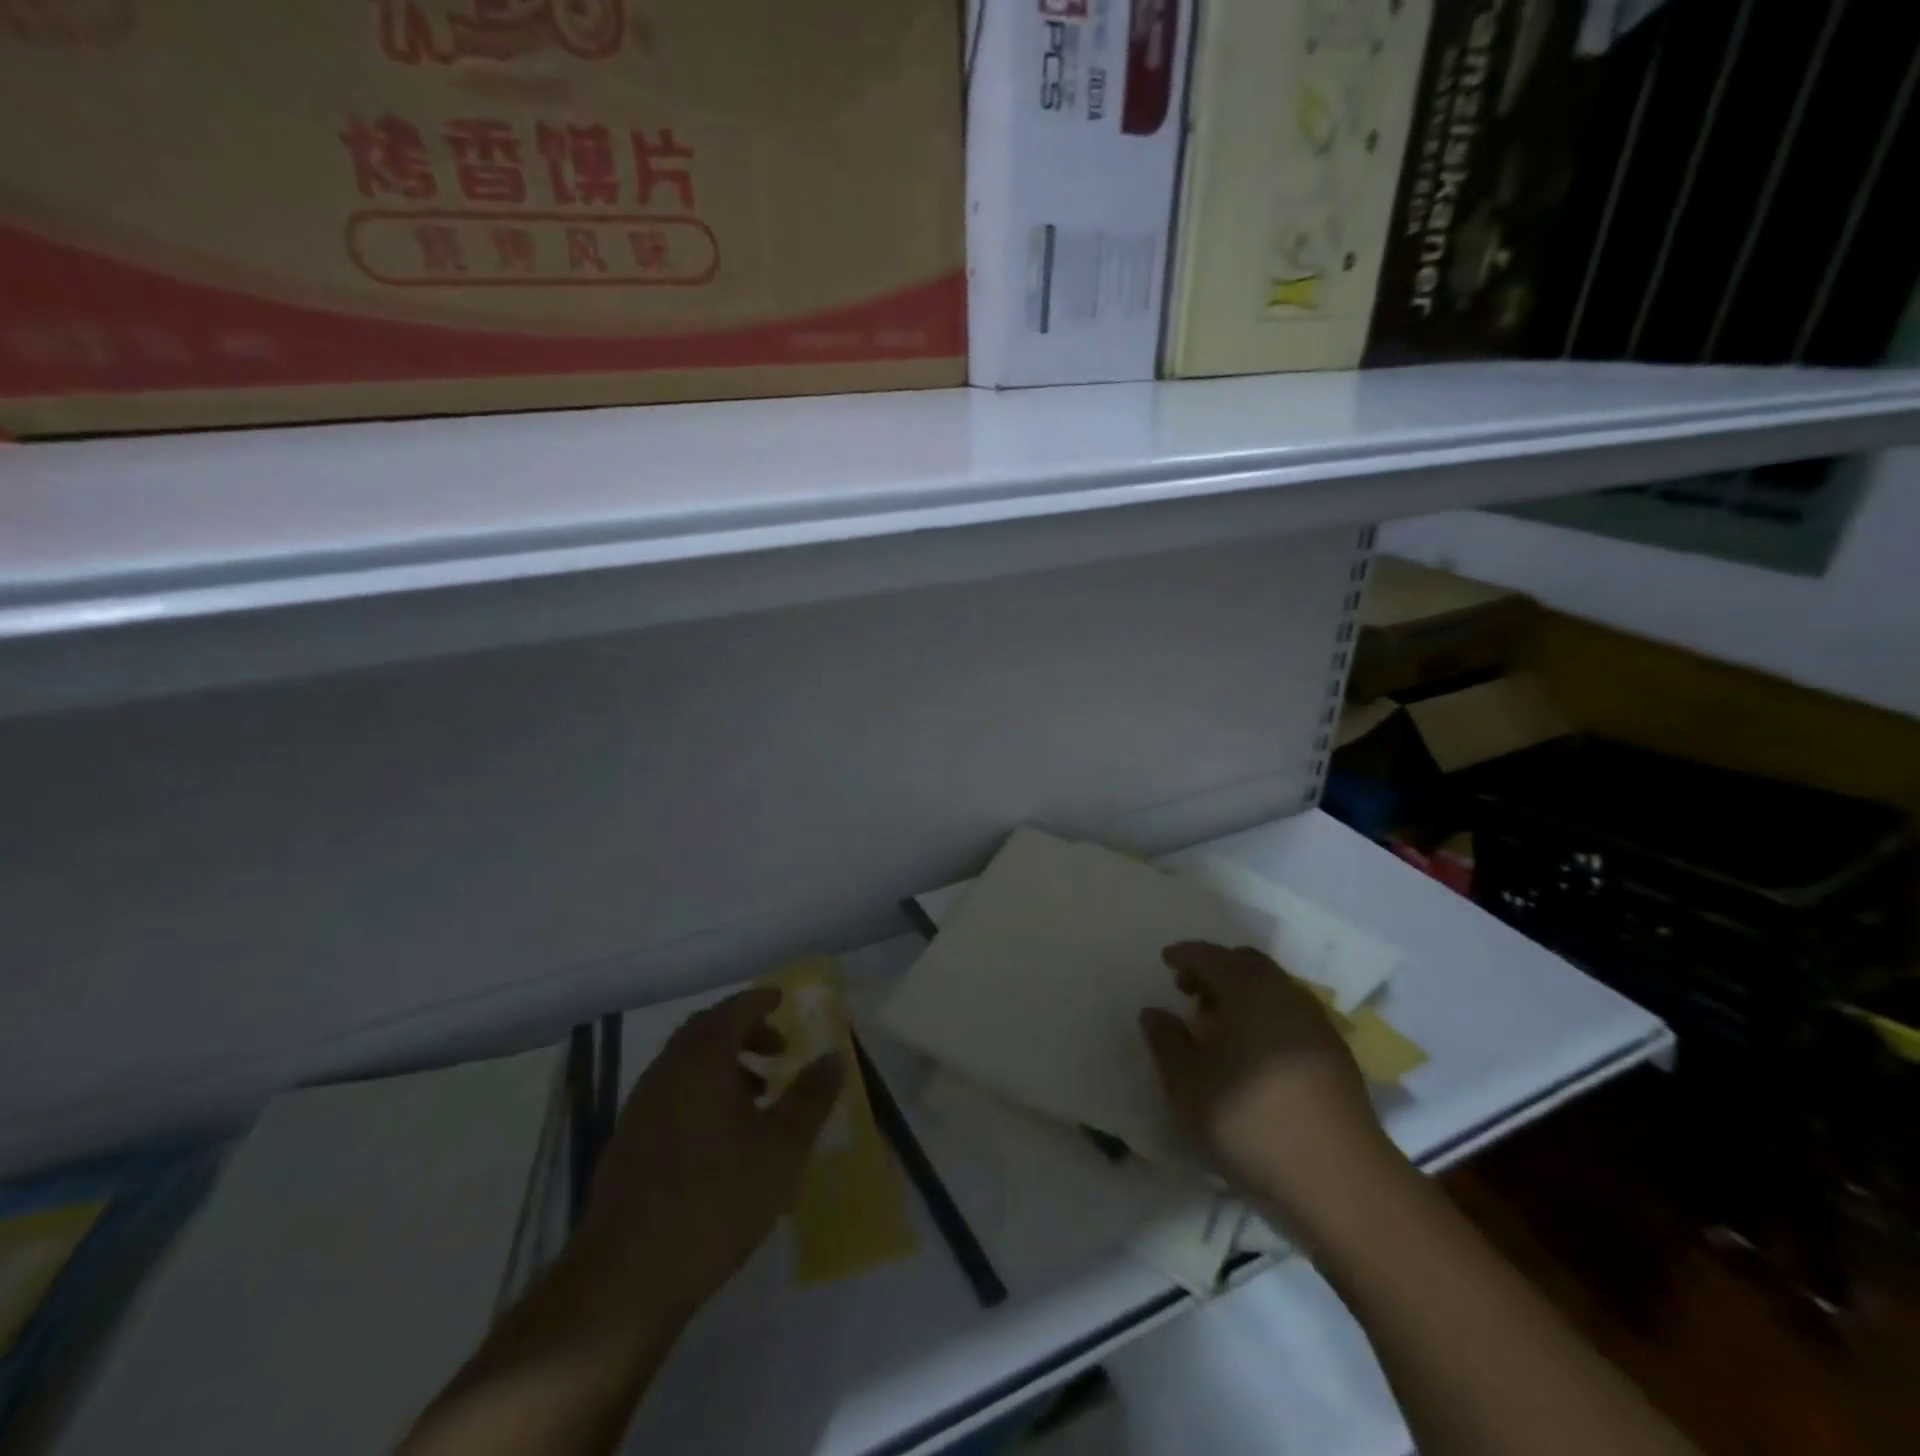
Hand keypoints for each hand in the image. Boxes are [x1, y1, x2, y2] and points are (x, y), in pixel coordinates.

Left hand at [566, 989, 844, 1325]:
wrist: (625, 1278)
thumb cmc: (715, 1199)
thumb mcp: (781, 1148)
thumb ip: (811, 1097)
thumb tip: (833, 1057)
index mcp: (701, 1060)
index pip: (732, 1010)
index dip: (759, 1001)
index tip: (781, 1001)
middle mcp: (666, 1072)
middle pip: (705, 1032)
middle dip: (744, 1032)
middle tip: (778, 1050)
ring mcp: (641, 1108)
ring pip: (686, 1065)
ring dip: (724, 1065)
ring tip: (758, 1096)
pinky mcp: (628, 1143)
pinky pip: (672, 1094)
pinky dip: (702, 1093)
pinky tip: (723, 1137)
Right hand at [1139, 942, 1397, 1228]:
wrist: (1340, 1180)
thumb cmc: (1251, 1122)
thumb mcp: (1188, 1087)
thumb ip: (1166, 1042)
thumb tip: (1154, 1012)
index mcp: (1248, 991)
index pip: (1211, 956)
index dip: (1185, 955)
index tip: (1166, 961)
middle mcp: (1285, 994)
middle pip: (1246, 963)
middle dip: (1215, 968)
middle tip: (1189, 989)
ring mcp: (1316, 1022)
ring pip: (1272, 986)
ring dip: (1242, 991)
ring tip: (1219, 1022)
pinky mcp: (1335, 1052)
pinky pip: (1290, 1011)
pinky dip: (1265, 1012)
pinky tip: (1253, 1048)